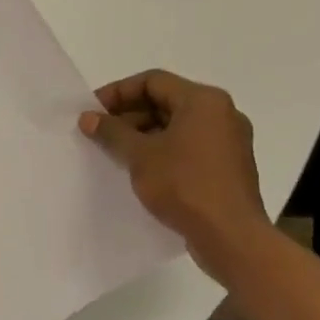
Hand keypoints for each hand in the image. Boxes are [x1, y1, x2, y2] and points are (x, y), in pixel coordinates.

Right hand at [78, 69, 271, 276]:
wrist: (231, 238)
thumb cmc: (185, 185)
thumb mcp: (139, 155)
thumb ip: (111, 131)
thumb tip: (88, 117)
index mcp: (204, 101)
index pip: (152, 81)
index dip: (117, 92)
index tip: (93, 111)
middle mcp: (222, 114)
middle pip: (165, 101)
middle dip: (128, 114)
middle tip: (99, 131)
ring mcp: (228, 141)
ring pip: (176, 125)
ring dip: (143, 134)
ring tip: (114, 152)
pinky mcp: (228, 167)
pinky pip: (189, 146)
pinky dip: (162, 150)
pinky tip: (140, 169)